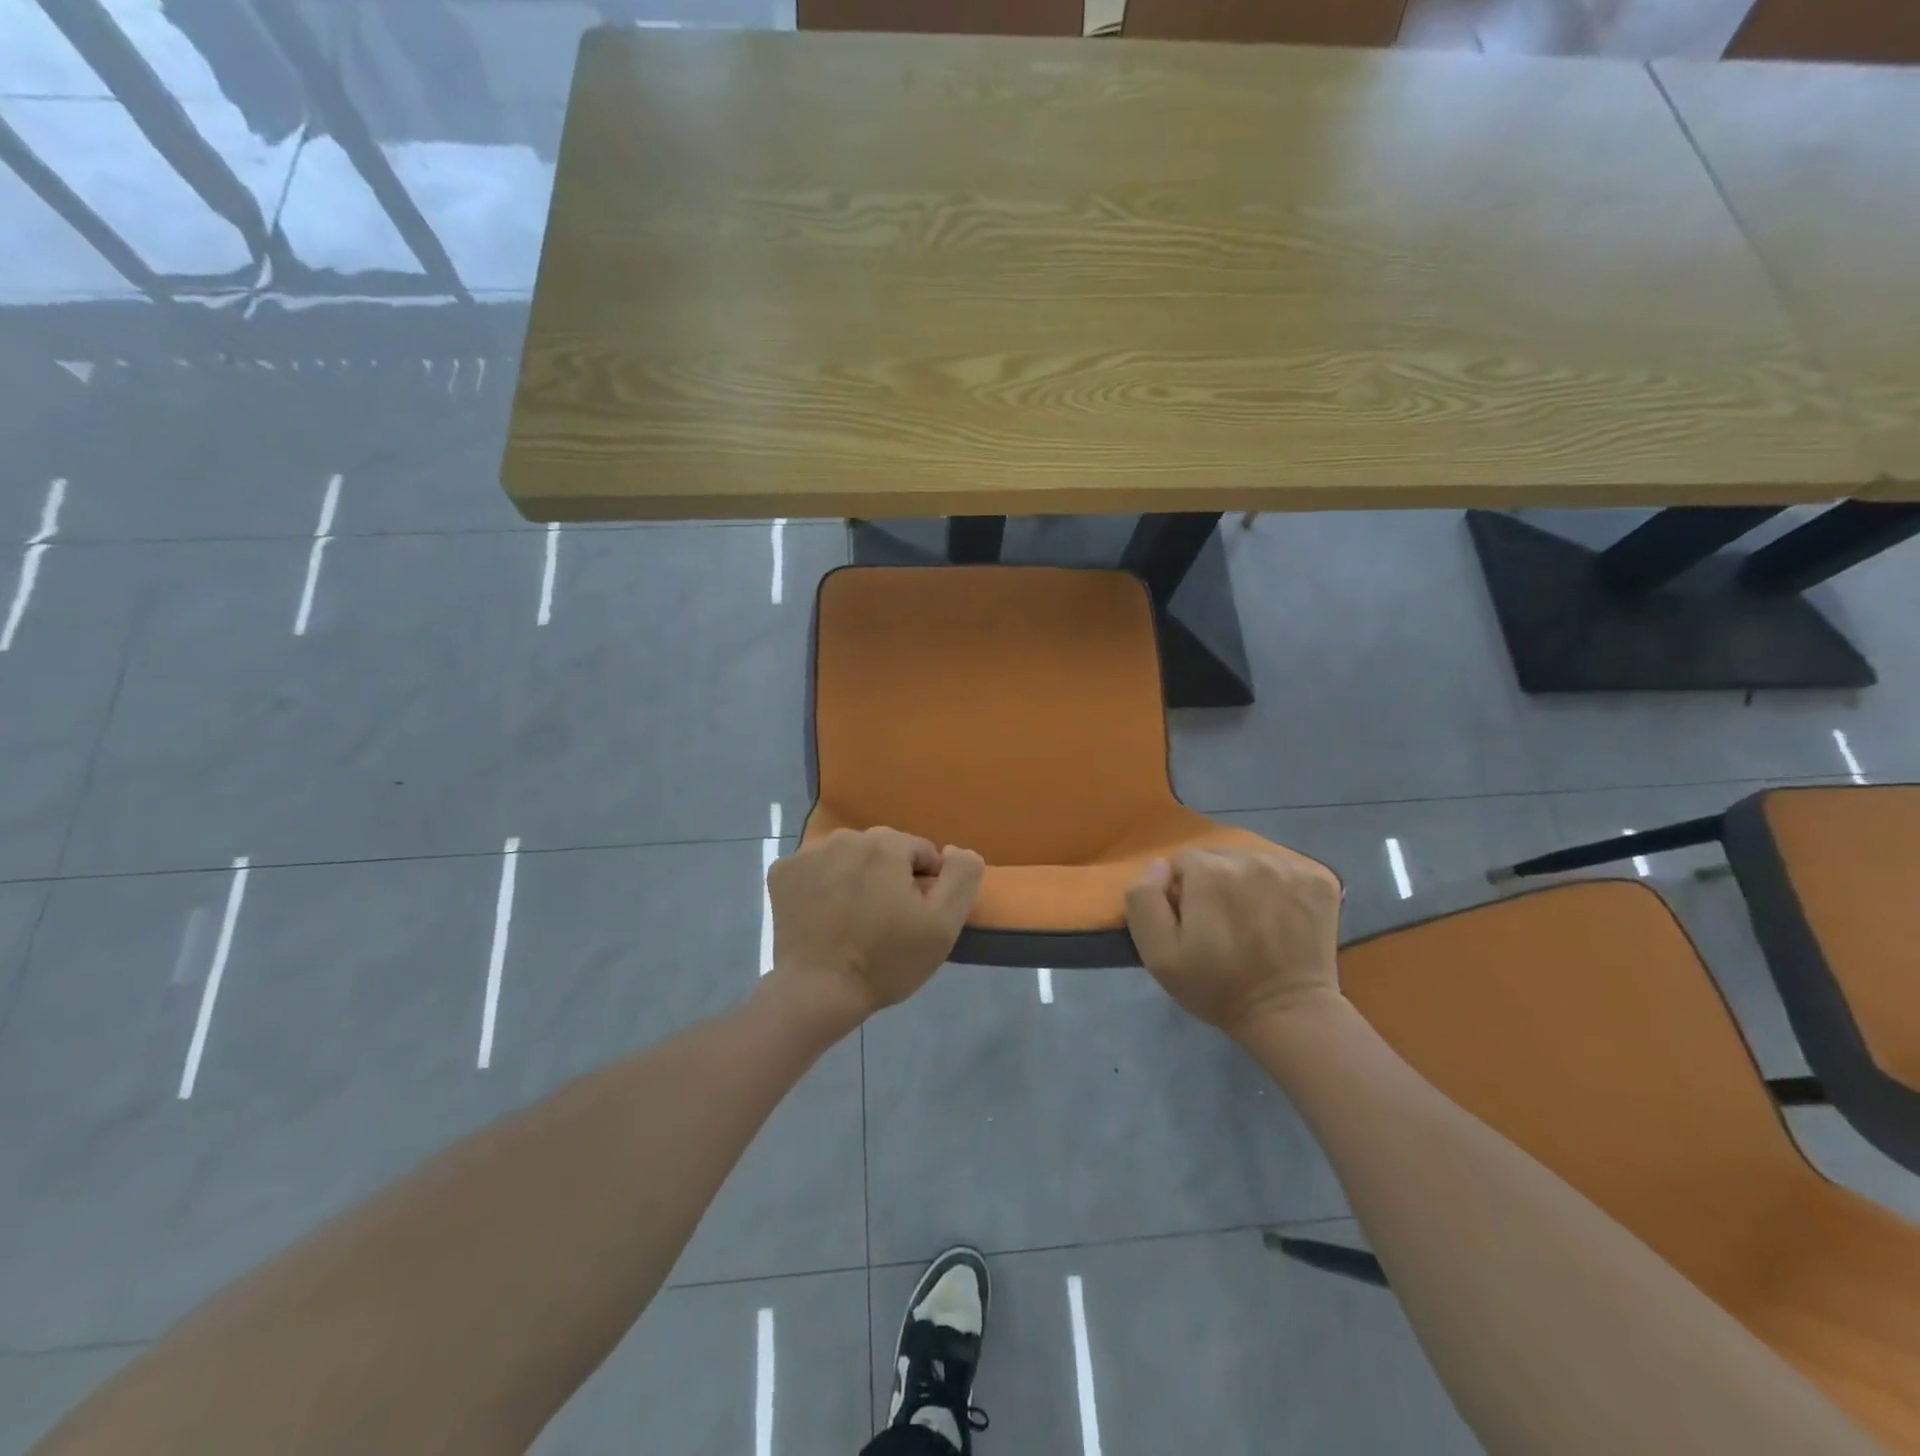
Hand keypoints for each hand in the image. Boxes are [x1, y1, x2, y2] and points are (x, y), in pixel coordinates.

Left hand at [766, 827, 985, 1026]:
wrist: (817, 993)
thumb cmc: (885, 960)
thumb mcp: (943, 925)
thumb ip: (962, 876)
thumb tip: (956, 849)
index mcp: (886, 844)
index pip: (921, 852)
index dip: (925, 885)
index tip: (913, 918)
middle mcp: (845, 837)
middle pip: (883, 851)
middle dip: (889, 878)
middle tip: (885, 922)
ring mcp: (808, 853)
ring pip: (848, 858)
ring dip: (856, 878)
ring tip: (853, 920)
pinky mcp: (782, 873)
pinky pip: (815, 870)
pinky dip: (821, 885)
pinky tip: (824, 916)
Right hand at [1125, 849, 1343, 1034]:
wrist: (1289, 1015)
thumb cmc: (1216, 986)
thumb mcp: (1158, 954)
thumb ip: (1144, 899)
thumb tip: (1159, 866)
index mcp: (1209, 871)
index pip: (1182, 862)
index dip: (1182, 892)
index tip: (1193, 923)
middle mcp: (1251, 858)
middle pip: (1218, 857)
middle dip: (1213, 883)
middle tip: (1221, 924)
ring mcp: (1290, 867)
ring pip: (1252, 861)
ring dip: (1246, 883)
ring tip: (1252, 921)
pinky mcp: (1321, 879)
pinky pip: (1286, 868)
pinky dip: (1280, 887)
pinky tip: (1280, 916)